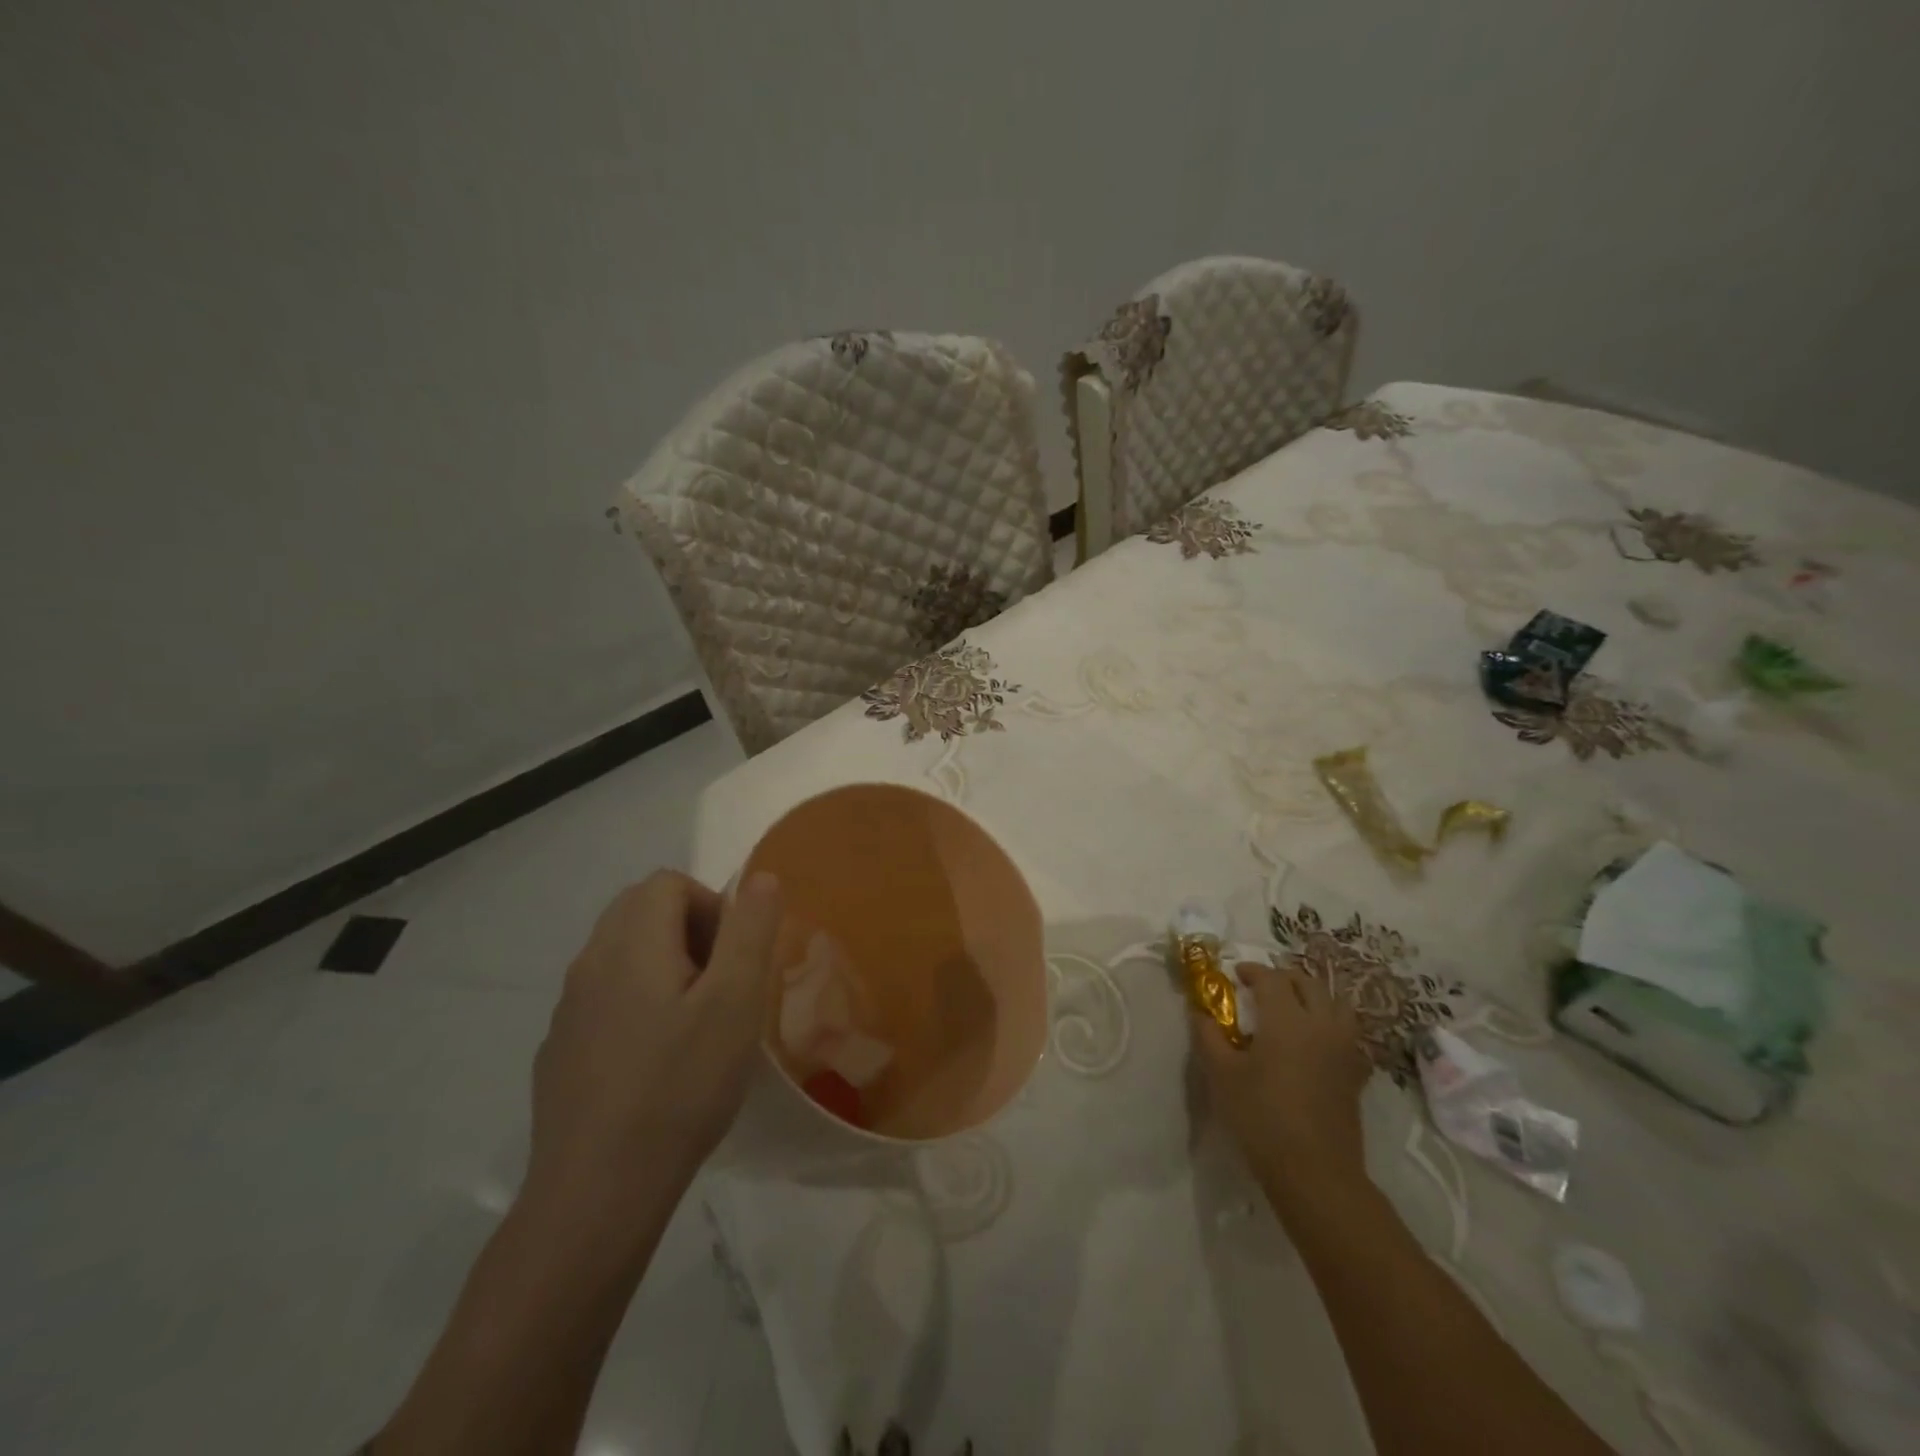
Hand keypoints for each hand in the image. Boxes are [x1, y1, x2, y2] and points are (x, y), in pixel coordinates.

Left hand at [526, 870, 782, 1216]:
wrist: (597, 1192)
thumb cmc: (680, 1086)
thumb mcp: (735, 1001)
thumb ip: (750, 930)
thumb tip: (760, 877)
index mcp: (630, 943)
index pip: (669, 883)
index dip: (711, 906)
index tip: (733, 959)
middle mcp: (589, 962)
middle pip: (640, 910)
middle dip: (689, 930)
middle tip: (720, 984)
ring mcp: (568, 1009)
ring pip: (621, 954)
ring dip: (663, 966)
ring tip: (694, 1024)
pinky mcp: (560, 1050)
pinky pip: (603, 998)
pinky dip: (636, 1004)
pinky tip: (656, 1062)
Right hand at [1193, 962, 1371, 1216]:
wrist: (1314, 1172)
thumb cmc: (1261, 1116)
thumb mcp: (1221, 1074)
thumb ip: (1208, 1035)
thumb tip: (1199, 1011)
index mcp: (1286, 1018)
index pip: (1271, 978)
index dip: (1252, 971)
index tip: (1235, 976)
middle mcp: (1320, 1024)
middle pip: (1308, 983)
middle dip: (1283, 977)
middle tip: (1261, 987)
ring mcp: (1344, 1049)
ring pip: (1336, 1004)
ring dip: (1313, 996)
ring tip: (1292, 1008)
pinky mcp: (1356, 1074)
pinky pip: (1347, 1033)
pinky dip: (1331, 1024)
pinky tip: (1314, 1041)